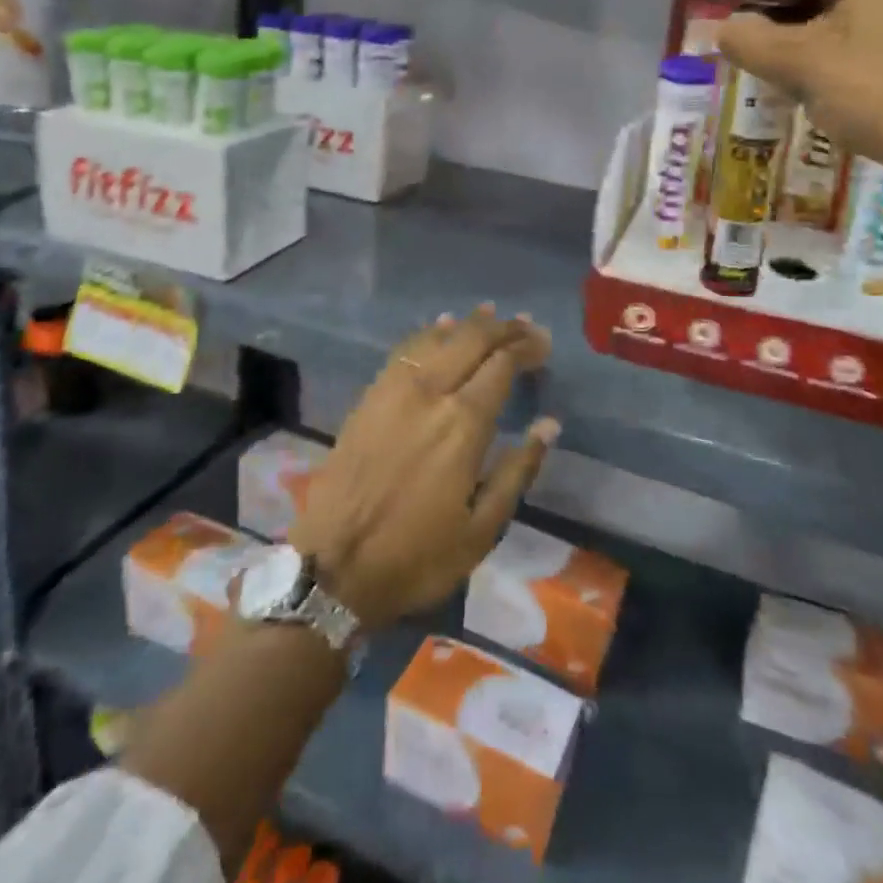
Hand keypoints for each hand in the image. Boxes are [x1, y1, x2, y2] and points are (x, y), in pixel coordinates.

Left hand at [290, 306, 558, 630]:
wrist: (333, 567)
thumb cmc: (416, 556)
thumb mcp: (482, 529)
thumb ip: (518, 470)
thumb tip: (549, 424)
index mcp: (463, 423)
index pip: (502, 364)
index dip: (526, 347)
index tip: (544, 344)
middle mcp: (430, 392)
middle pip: (471, 340)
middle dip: (503, 327)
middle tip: (526, 325)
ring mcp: (394, 390)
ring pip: (437, 337)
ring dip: (468, 324)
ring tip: (491, 315)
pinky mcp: (369, 396)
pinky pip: (405, 349)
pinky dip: (429, 333)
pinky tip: (440, 327)